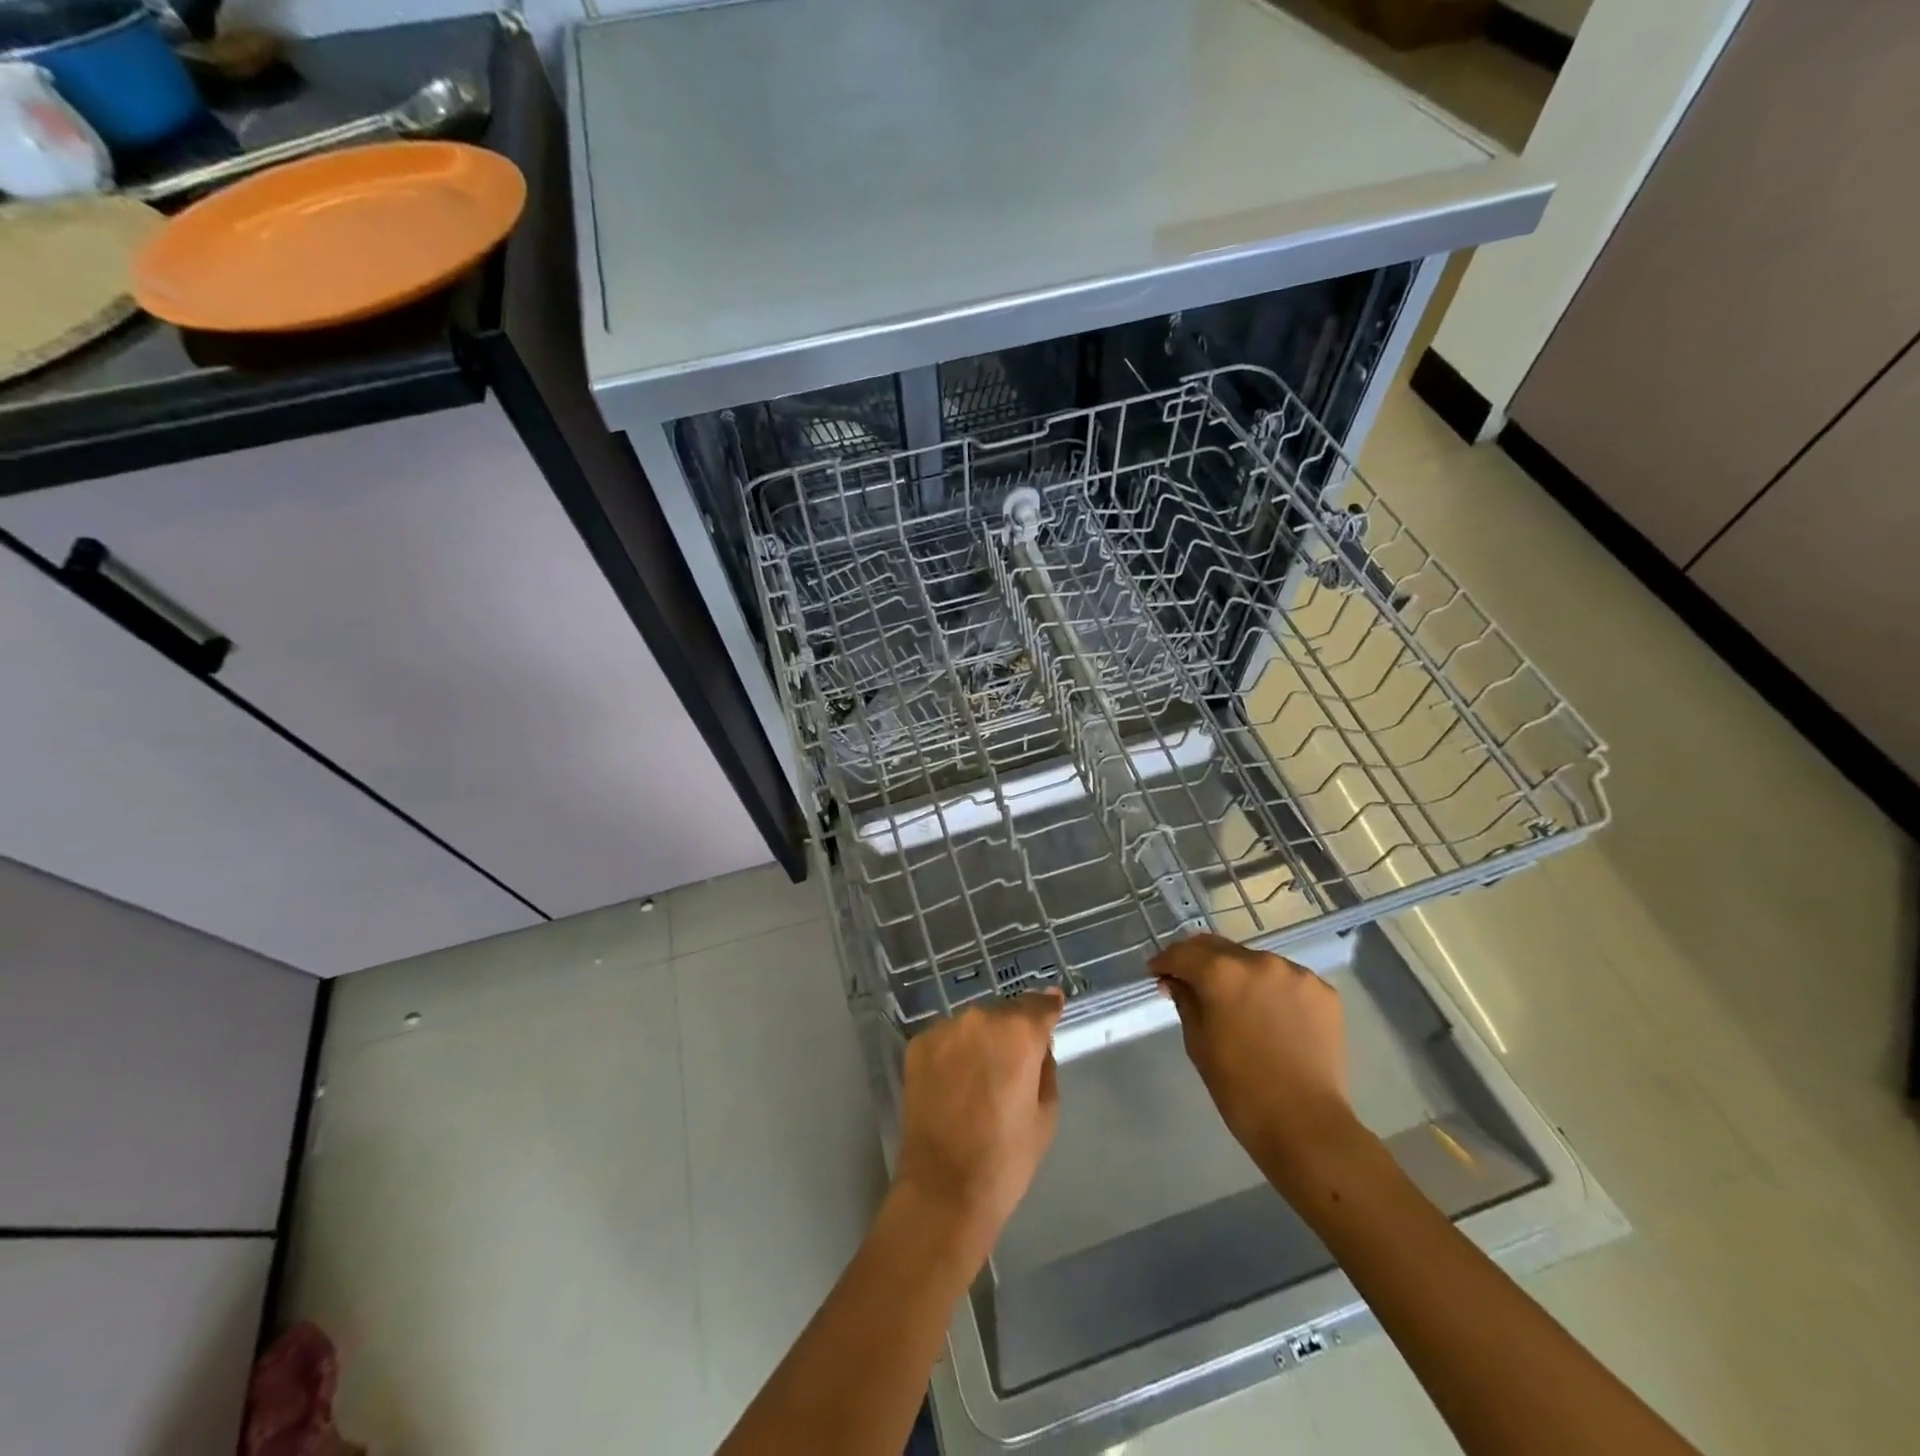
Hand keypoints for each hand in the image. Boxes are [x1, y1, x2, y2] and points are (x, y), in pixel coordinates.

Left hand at [892, 990, 1063, 1261]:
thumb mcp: (1046, 1113)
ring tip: (979, 1078)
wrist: (944, 1188)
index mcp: (1019, 1033)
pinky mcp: (918, 1045)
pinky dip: (954, 1052)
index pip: (1039, 1004)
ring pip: (973, 1025)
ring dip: (981, 1040)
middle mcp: (980, 1019)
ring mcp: (944, 1029)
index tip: (1053, 1006)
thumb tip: (1039, 1043)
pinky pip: (947, 1039)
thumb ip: (1045, 1066)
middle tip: (1012, 1064)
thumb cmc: (1006, 1157)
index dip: (1048, 1007)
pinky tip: (954, 1084)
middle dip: (1012, 1030)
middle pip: (1005, 1013)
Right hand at [1151, 933, 1358, 1186]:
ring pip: (1255, 962)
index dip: (1165, 961)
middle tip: (1189, 979)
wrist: (1305, 1124)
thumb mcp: (1198, 1043)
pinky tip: (1269, 1014)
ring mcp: (1296, 974)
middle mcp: (1259, 961)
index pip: (1184, 953)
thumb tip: (1176, 981)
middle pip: (1219, 948)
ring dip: (1238, 974)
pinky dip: (1271, 990)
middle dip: (1199, 961)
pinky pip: (1286, 980)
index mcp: (1222, 973)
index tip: (1157, 972)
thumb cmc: (1239, 1088)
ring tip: (1234, 1000)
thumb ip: (1185, 1001)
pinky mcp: (1323, 992)